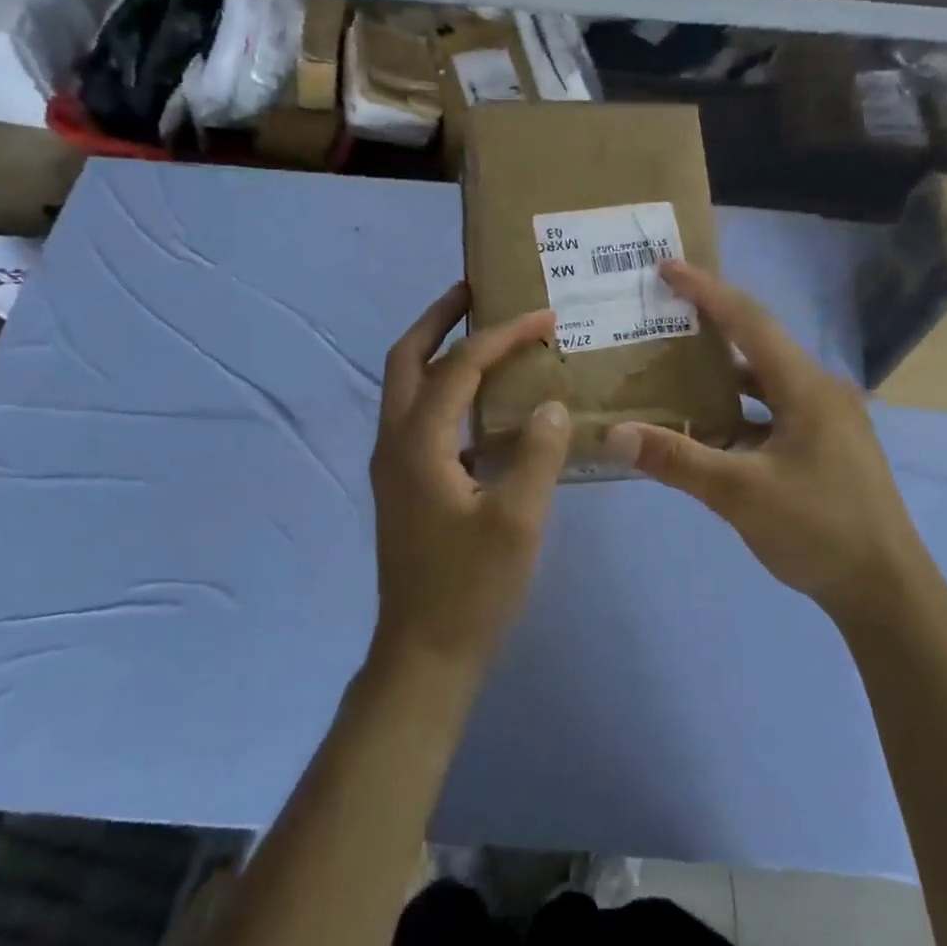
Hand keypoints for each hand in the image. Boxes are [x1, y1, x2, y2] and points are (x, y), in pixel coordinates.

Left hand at [369, 284, 571, 675]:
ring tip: (483, 334)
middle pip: (407, 357)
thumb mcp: (517, 520)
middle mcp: (395, 441)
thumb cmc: (471, 588)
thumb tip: (552, 404)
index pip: (460, 365)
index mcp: (418, 441)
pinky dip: (447, 393)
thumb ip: (537, 453)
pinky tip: (487, 406)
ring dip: (439, 352)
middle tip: (476, 290)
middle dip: (439, 318)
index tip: (545, 316)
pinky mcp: (405, 484)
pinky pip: (422, 417)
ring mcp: (394, 464)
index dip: (503, 335)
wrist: (424, 654)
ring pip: (408, 387)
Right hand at [605, 261, 924, 617]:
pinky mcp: (826, 445)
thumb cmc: (819, 530)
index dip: (706, 291)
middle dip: (711, 325)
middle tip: (662, 314)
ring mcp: (828, 419)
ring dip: (723, 373)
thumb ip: (676, 460)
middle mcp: (821, 391)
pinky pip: (774, 410)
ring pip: (766, 381)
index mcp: (806, 387)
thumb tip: (614, 434)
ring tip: (675, 367)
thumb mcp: (740, 494)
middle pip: (758, 344)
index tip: (666, 268)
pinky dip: (740, 409)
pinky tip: (709, 427)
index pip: (749, 321)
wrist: (888, 591)